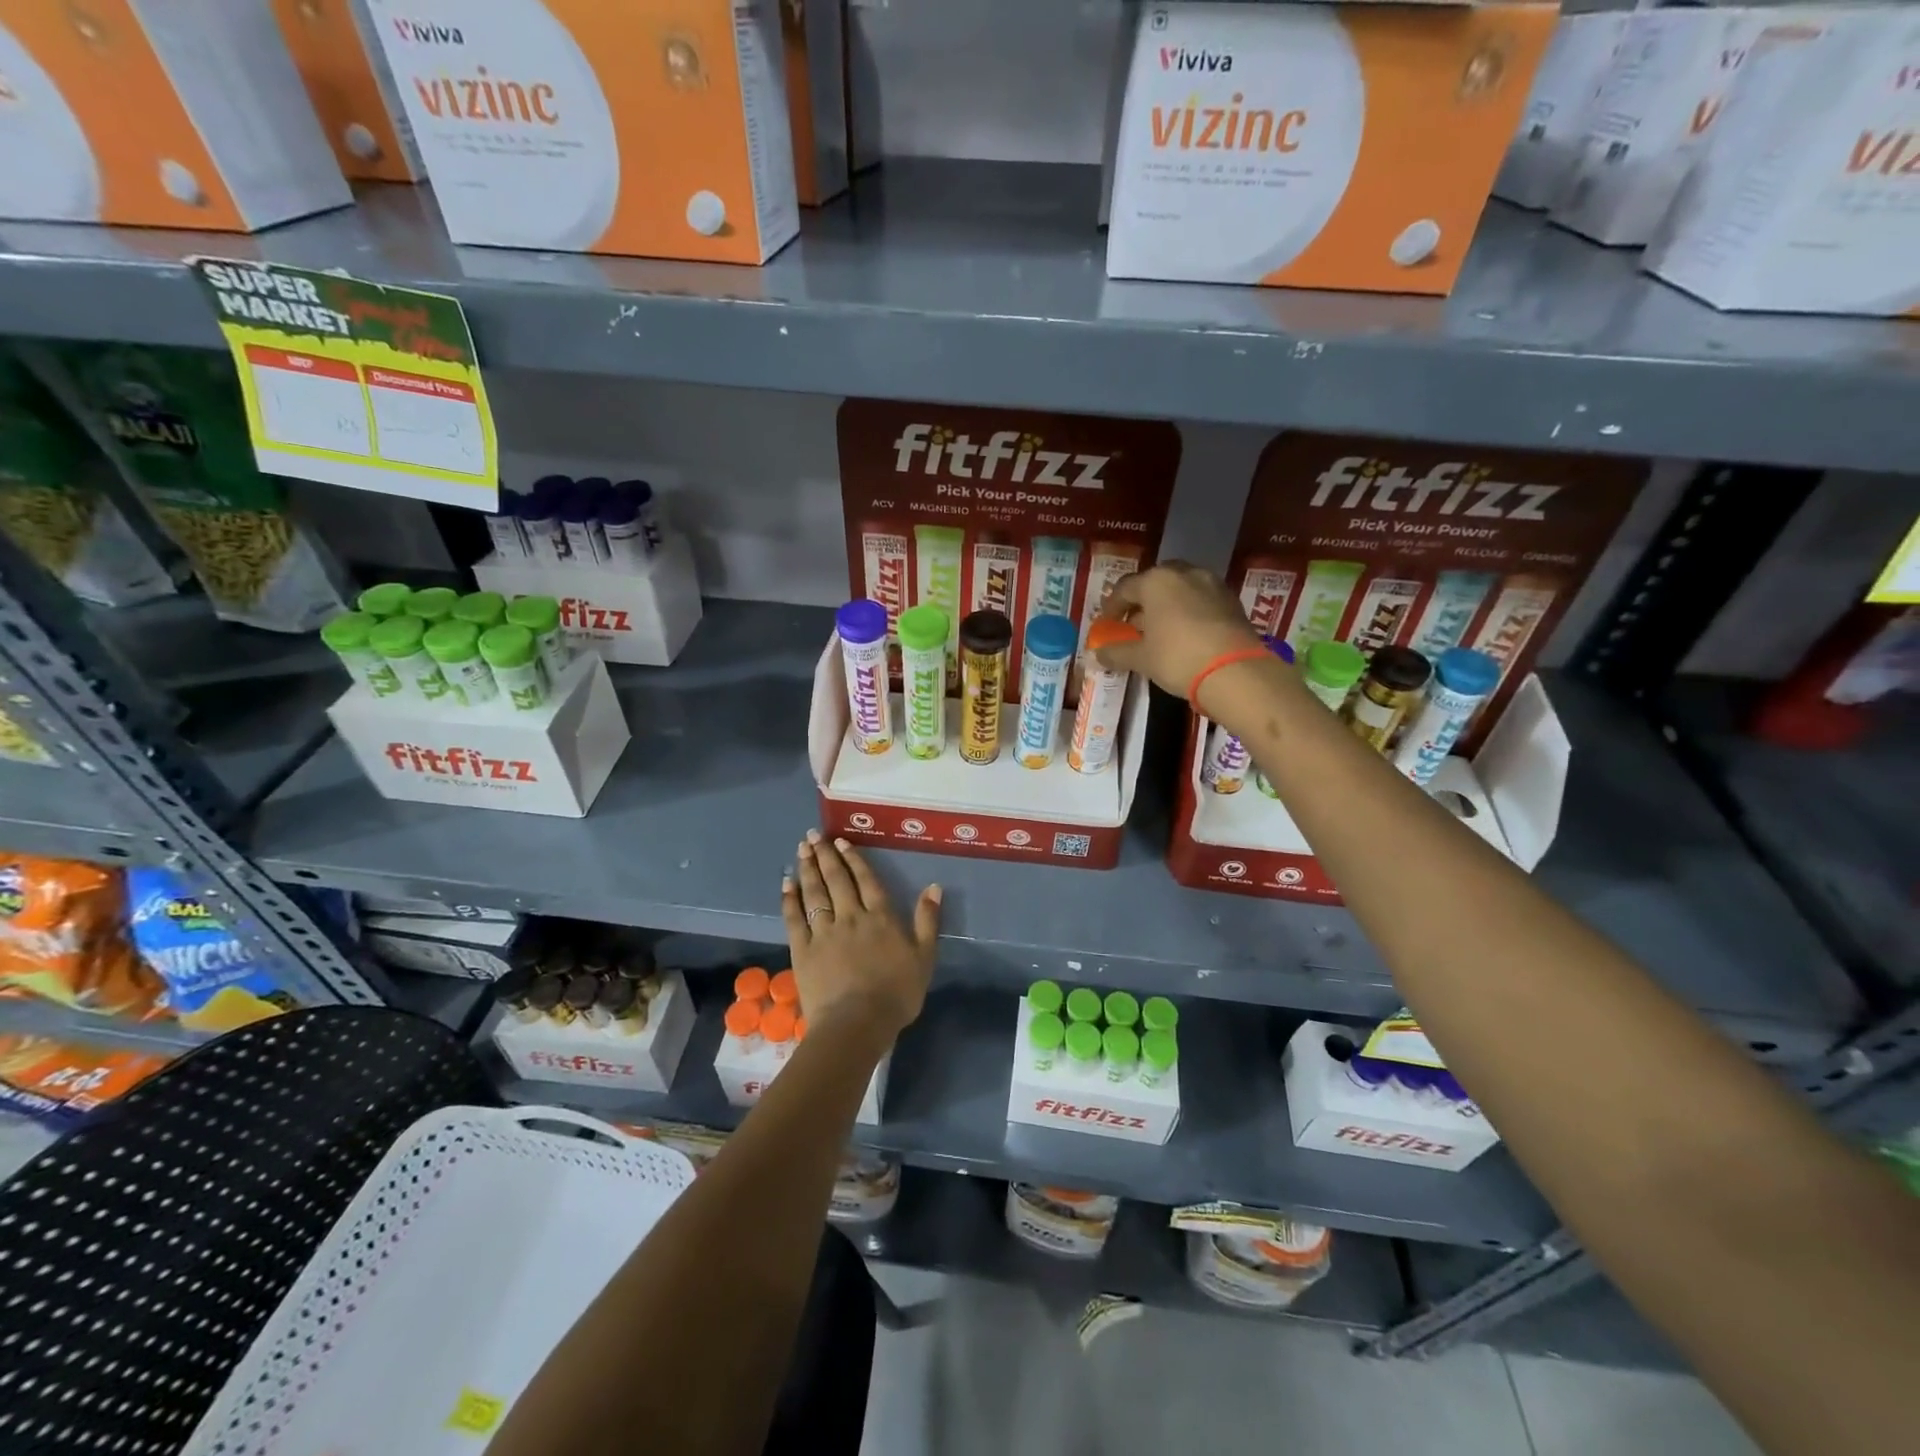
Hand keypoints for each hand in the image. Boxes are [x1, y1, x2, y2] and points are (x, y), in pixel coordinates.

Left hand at [782, 832, 940, 1042]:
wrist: (857, 1023)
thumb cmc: (896, 994)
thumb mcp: (924, 957)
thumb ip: (927, 920)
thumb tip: (934, 887)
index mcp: (880, 917)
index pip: (865, 880)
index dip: (853, 859)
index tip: (841, 842)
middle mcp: (850, 916)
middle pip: (836, 880)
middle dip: (825, 855)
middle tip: (813, 836)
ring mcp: (824, 932)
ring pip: (814, 893)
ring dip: (808, 869)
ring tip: (802, 849)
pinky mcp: (803, 949)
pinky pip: (794, 918)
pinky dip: (790, 899)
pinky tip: (786, 884)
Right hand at [1096, 562, 1264, 709]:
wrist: (1235, 672)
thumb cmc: (1177, 657)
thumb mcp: (1141, 658)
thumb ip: (1117, 652)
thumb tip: (1098, 654)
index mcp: (1156, 581)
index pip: (1124, 588)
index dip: (1112, 607)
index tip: (1107, 624)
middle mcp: (1184, 573)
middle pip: (1155, 583)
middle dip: (1142, 602)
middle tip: (1134, 624)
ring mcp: (1212, 584)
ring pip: (1181, 589)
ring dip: (1167, 605)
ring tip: (1160, 631)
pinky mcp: (1232, 600)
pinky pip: (1201, 600)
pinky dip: (1189, 611)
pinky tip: (1185, 634)